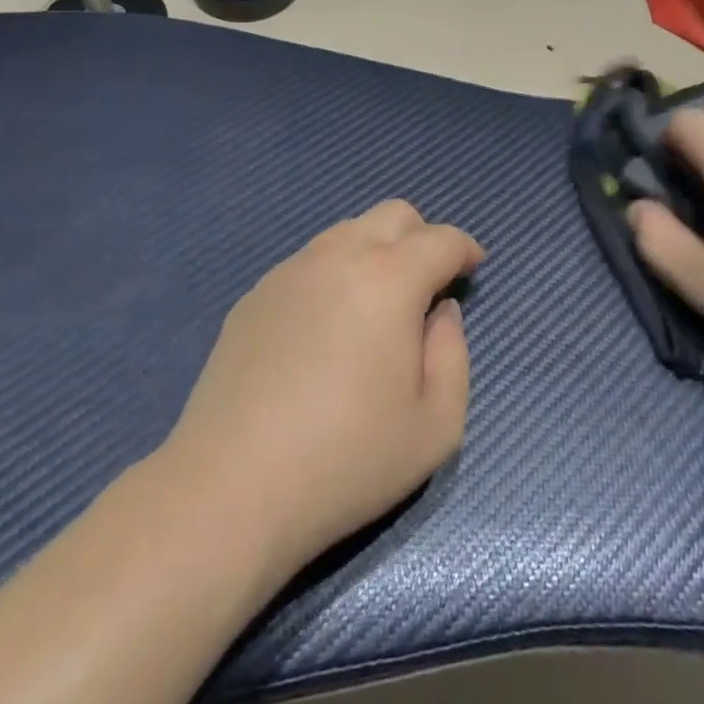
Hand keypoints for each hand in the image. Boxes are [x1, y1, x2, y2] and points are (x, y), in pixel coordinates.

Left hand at [163, 201, 480, 579]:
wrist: (230, 489)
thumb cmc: (347, 461)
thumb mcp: (436, 424)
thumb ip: (454, 354)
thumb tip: (440, 312)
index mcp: (389, 278)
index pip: (441, 239)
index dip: (466, 249)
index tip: (474, 269)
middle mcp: (339, 256)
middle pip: (393, 214)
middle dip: (423, 237)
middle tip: (430, 285)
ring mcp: (291, 271)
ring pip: (348, 231)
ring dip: (377, 251)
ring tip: (379, 305)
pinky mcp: (256, 295)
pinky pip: (310, 262)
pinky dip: (336, 273)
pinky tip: (327, 328)